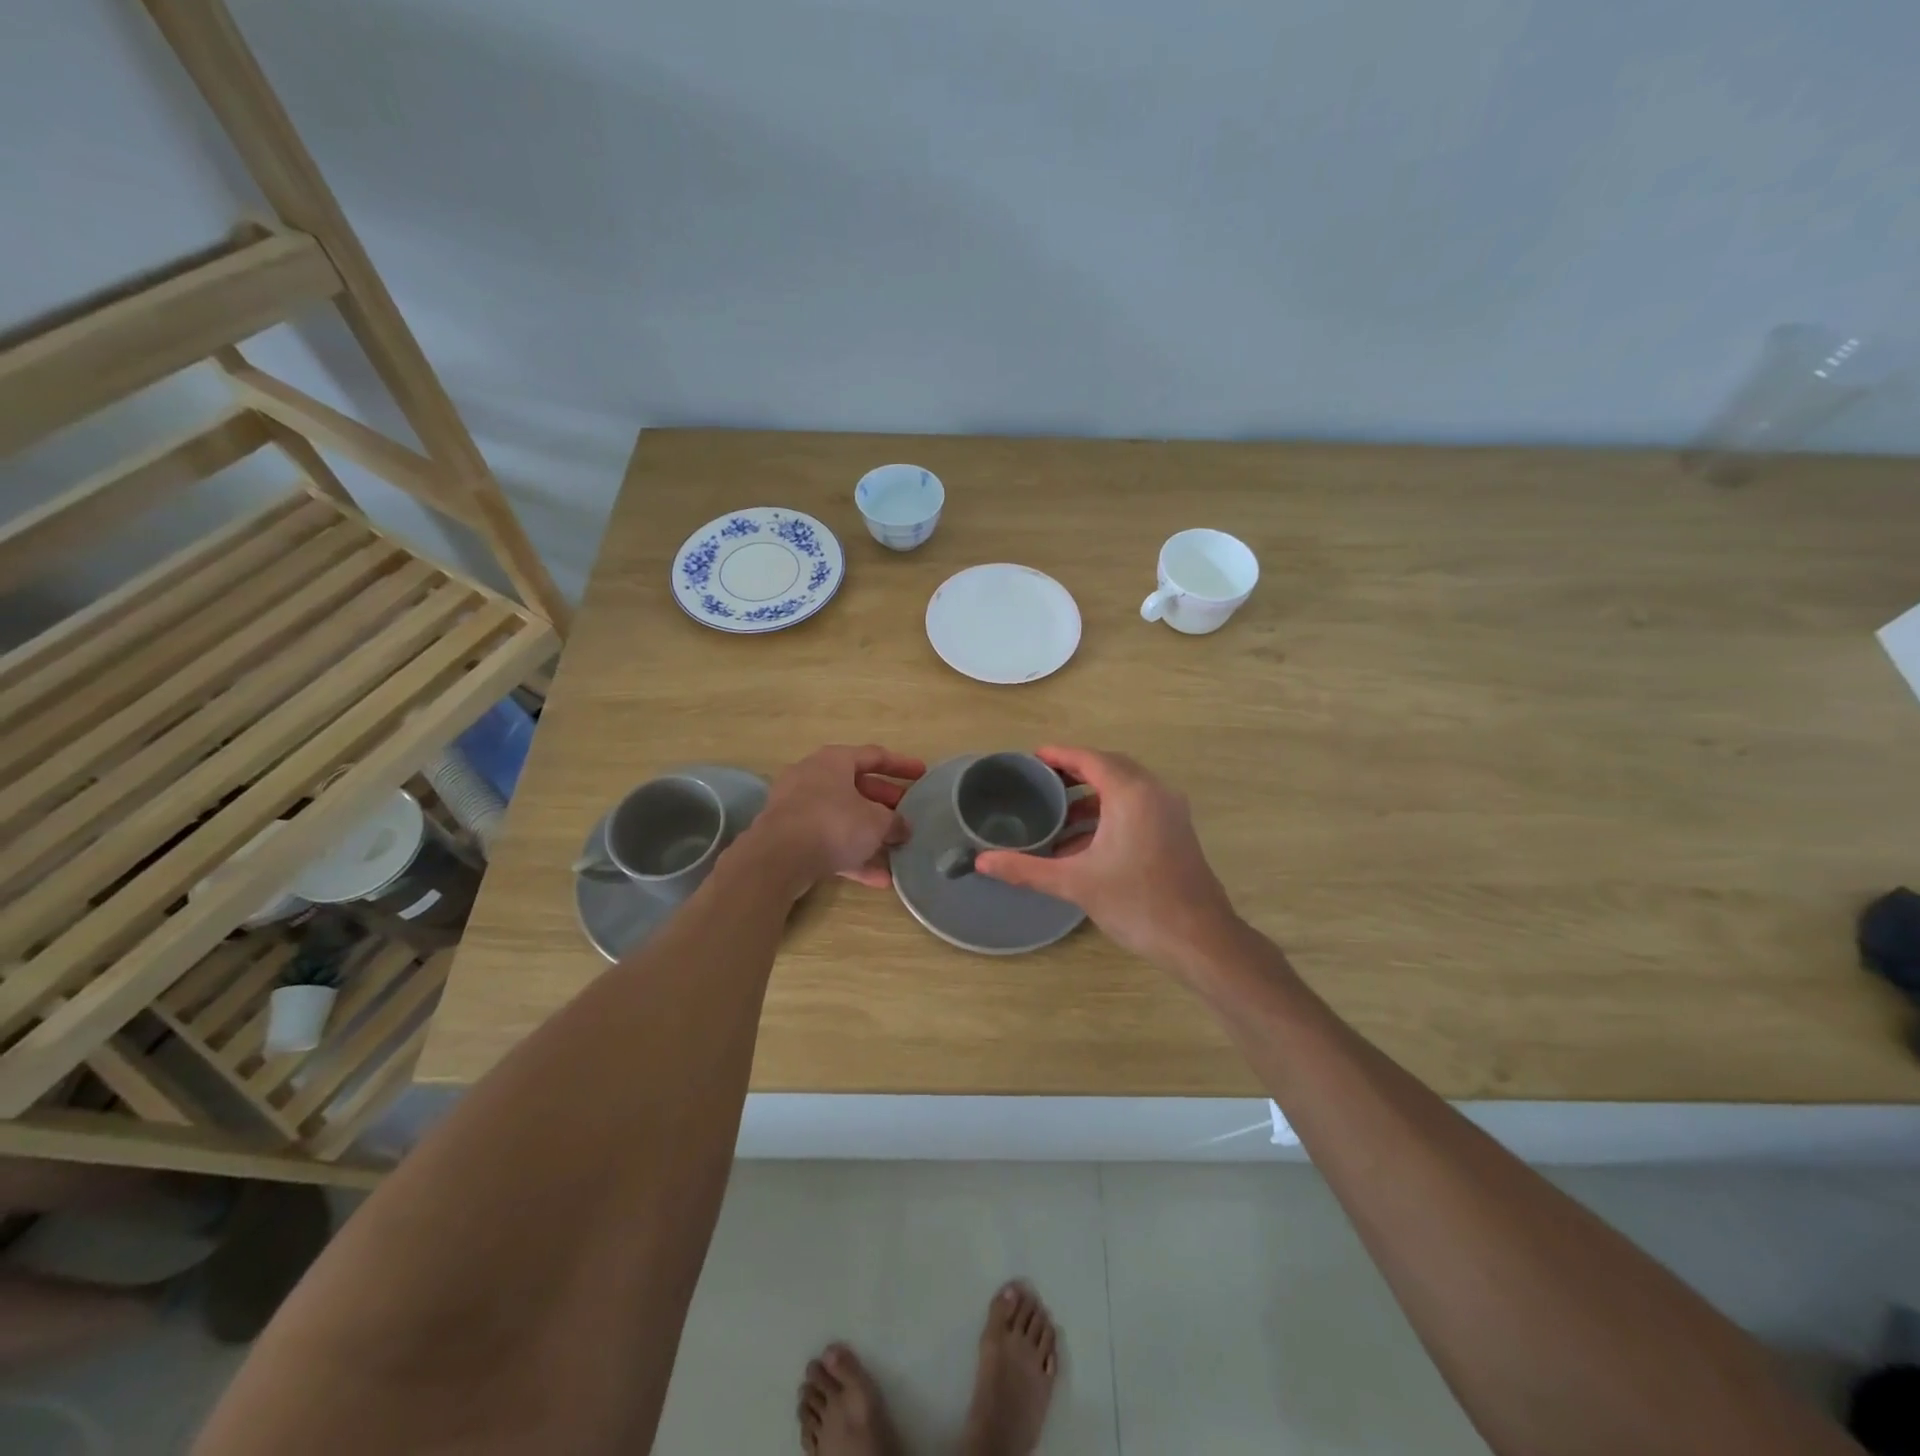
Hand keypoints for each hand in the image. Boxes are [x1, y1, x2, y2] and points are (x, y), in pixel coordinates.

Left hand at [749, 744, 925, 893]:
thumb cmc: (833, 823)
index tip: (922, 774)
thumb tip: (903, 828)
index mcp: (834, 761)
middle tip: (907, 815)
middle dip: (885, 803)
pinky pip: (828, 841)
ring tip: (896, 849)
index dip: (901, 765)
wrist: (777, 858)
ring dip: (868, 833)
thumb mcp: (876, 822)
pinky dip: (852, 856)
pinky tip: (878, 879)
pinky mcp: (790, 837)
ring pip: (842, 816)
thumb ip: (895, 822)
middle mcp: (813, 777)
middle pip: (856, 787)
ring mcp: (797, 807)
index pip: (874, 755)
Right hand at [974, 746, 1236, 968]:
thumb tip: (982, 862)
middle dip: (1075, 772)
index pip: (1090, 759)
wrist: (1199, 939)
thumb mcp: (1075, 884)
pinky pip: (1137, 807)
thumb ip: (1026, 869)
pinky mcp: (1176, 831)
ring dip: (1093, 796)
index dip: (1059, 755)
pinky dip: (1110, 813)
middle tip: (1041, 781)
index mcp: (1131, 794)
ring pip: (1125, 789)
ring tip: (1057, 814)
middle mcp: (1154, 792)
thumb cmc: (1137, 903)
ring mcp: (1169, 811)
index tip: (1032, 758)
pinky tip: (1084, 842)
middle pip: (1109, 768)